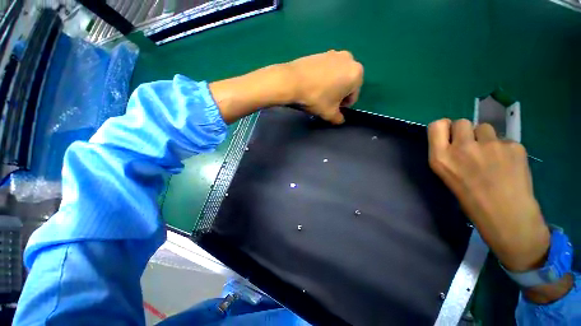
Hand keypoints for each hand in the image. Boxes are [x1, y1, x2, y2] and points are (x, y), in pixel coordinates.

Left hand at [285, 50, 363, 123]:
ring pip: (337, 76)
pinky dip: (324, 77)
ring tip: (318, 93)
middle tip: (325, 102)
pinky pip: (327, 69)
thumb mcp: (329, 113)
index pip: (353, 96)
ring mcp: (334, 53)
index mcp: (356, 74)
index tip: (332, 109)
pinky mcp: (321, 52)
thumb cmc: (316, 98)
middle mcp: (349, 59)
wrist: (291, 81)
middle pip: (346, 84)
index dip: (343, 106)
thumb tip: (340, 120)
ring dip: (332, 86)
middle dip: (338, 94)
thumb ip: (338, 118)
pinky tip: (313, 84)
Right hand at [427, 119, 548, 271]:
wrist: (506, 215)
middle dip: (466, 131)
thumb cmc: (470, 198)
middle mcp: (462, 147)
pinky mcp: (513, 146)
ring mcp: (490, 145)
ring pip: (485, 127)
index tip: (450, 136)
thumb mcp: (446, 175)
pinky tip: (507, 164)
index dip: (444, 127)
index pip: (437, 125)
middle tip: (473, 147)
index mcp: (441, 157)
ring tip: (492, 157)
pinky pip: (505, 139)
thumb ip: (446, 153)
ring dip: (486, 138)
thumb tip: (454, 139)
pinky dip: (505, 148)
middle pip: (461, 122)